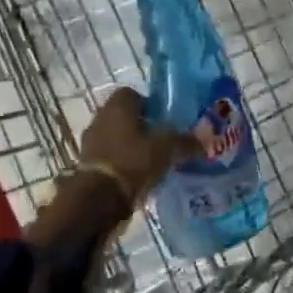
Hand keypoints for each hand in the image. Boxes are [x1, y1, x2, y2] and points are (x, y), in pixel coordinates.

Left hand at [27, 89, 199, 259]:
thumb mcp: (167, 149)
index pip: (133, 94)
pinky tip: (140, 177)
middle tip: (165, 141)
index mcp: (118, 105)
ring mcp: (91, 142)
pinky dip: (124, 164)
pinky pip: (111, 158)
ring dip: (133, 147)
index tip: (166, 119)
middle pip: (126, 117)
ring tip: (155, 161)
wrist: (99, 199)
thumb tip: (205, 140)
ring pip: (118, 138)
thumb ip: (186, 142)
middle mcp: (101, 118)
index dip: (151, 104)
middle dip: (144, 127)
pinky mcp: (88, 166)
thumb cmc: (133, 161)